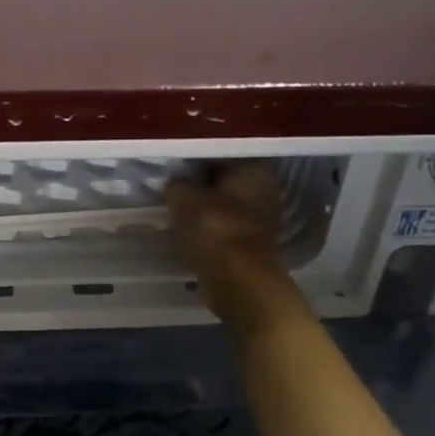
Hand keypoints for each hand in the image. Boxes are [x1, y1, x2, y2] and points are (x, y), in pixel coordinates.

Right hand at [165, 163, 306, 337]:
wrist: (238, 281)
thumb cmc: (214, 229)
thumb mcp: (183, 197)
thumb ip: (176, 184)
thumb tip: (174, 185)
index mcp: (254, 169)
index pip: (218, 153)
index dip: (192, 159)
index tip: (171, 166)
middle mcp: (264, 189)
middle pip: (223, 179)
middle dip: (198, 183)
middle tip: (170, 186)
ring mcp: (261, 218)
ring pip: (222, 203)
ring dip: (201, 206)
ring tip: (173, 207)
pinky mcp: (252, 242)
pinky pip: (223, 225)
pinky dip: (207, 226)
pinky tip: (186, 228)